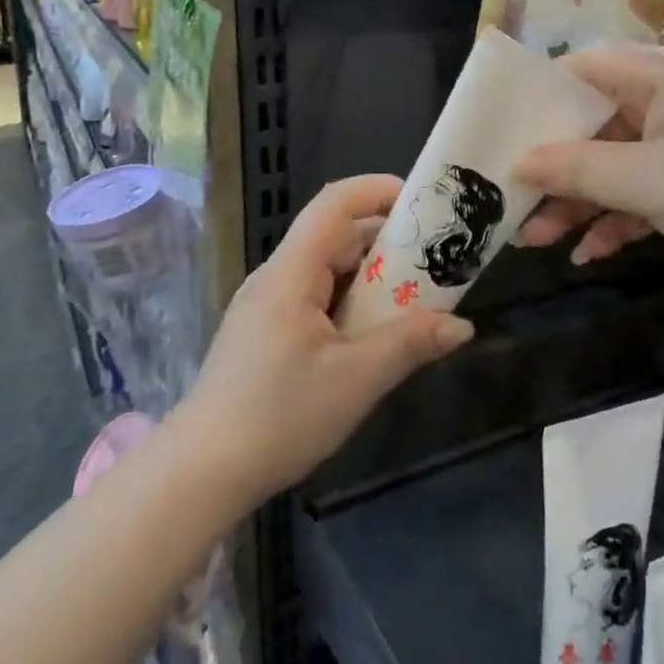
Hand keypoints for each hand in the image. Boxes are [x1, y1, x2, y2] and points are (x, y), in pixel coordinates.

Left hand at [178, 175, 473, 503]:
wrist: (201, 473)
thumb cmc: (278, 418)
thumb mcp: (355, 380)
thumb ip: (410, 344)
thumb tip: (462, 325)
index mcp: (291, 273)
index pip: (334, 204)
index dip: (378, 190)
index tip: (424, 202)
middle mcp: (275, 278)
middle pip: (334, 235)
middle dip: (387, 240)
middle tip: (435, 259)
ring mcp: (266, 306)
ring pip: (326, 270)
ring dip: (371, 276)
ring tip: (416, 296)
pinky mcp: (265, 333)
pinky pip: (315, 298)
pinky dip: (350, 301)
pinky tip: (374, 333)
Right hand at [515, 45, 663, 294]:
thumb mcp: (646, 181)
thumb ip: (577, 170)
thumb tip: (519, 163)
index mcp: (661, 75)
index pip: (582, 69)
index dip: (539, 101)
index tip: (504, 137)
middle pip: (596, 123)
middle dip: (555, 168)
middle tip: (514, 204)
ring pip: (620, 161)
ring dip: (582, 200)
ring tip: (539, 240)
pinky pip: (649, 187)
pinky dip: (622, 215)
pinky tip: (592, 251)